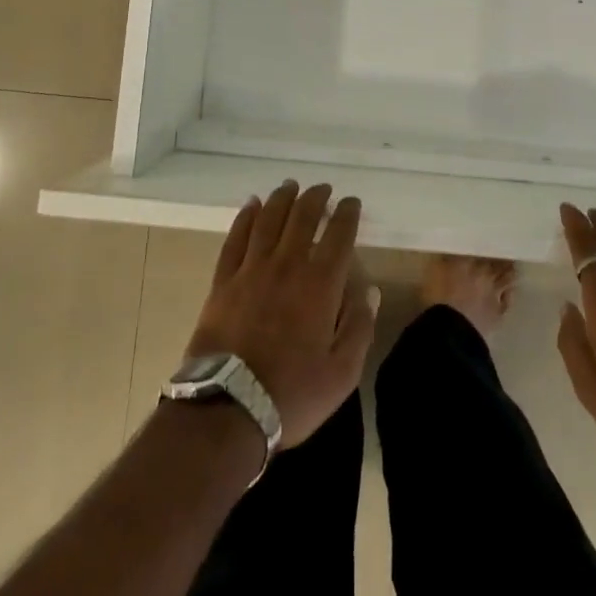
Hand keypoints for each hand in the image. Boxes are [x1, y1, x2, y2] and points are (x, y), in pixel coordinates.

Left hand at [185, 181, 377, 447]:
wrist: (228, 408)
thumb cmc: (292, 394)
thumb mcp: (341, 374)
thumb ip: (359, 328)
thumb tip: (370, 291)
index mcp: (320, 284)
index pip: (338, 235)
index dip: (347, 214)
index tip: (351, 203)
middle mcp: (287, 265)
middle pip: (302, 217)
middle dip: (316, 198)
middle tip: (323, 189)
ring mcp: (252, 269)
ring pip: (269, 219)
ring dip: (282, 198)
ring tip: (290, 186)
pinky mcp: (224, 280)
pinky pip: (237, 237)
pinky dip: (246, 216)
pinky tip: (252, 204)